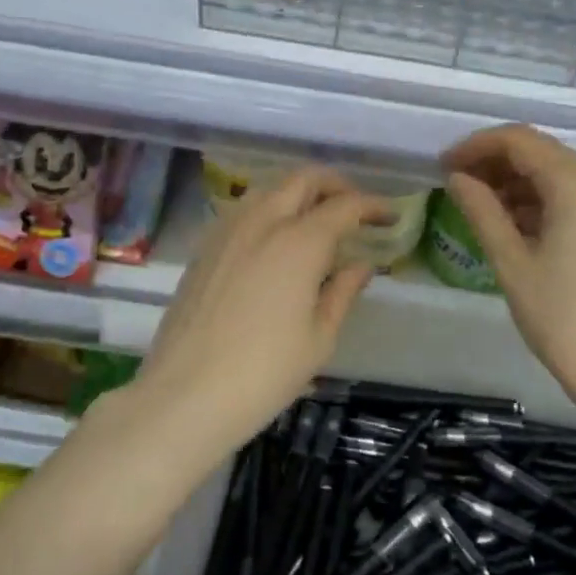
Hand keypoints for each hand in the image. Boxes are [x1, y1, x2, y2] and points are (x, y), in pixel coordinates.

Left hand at [136, 167, 389, 445]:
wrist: (185, 395)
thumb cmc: (264, 373)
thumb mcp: (319, 338)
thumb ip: (343, 292)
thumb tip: (362, 265)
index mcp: (300, 242)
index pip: (345, 206)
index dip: (372, 205)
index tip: (390, 216)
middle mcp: (263, 222)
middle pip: (303, 179)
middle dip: (335, 185)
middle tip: (354, 208)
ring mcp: (227, 231)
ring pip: (269, 190)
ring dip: (299, 194)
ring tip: (316, 223)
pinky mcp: (204, 248)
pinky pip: (244, 212)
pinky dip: (269, 212)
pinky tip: (276, 244)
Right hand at [443, 124, 575, 411]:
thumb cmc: (565, 320)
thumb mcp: (513, 264)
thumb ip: (482, 211)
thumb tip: (457, 178)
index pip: (519, 141)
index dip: (476, 147)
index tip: (443, 167)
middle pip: (542, 152)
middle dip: (495, 163)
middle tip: (457, 186)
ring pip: (559, 174)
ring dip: (518, 183)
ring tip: (480, 209)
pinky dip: (543, 201)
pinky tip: (516, 225)